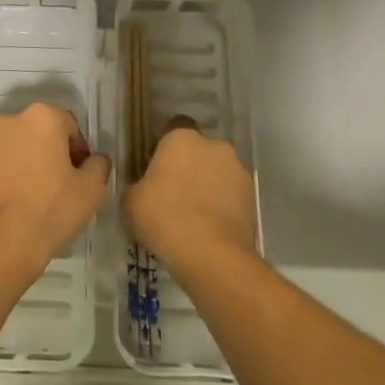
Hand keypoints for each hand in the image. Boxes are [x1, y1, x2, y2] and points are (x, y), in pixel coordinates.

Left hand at [0, 103, 108, 284]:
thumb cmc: (49, 211)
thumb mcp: (92, 191)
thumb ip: (98, 166)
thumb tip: (93, 161)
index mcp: (41, 118)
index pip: (69, 126)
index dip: (78, 151)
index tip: (79, 178)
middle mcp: (7, 120)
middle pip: (37, 133)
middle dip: (48, 154)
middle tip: (57, 188)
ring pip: (11, 149)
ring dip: (21, 164)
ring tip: (29, 200)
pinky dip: (0, 179)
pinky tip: (7, 207)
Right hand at [124, 120, 257, 270]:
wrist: (210, 255)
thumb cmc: (163, 217)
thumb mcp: (131, 201)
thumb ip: (137, 185)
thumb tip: (143, 187)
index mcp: (181, 138)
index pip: (172, 129)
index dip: (163, 149)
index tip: (155, 169)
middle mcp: (214, 146)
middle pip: (198, 151)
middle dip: (189, 166)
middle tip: (174, 193)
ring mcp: (238, 171)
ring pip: (218, 173)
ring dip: (209, 186)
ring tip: (194, 216)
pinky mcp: (253, 198)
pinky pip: (232, 196)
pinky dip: (223, 206)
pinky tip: (210, 228)